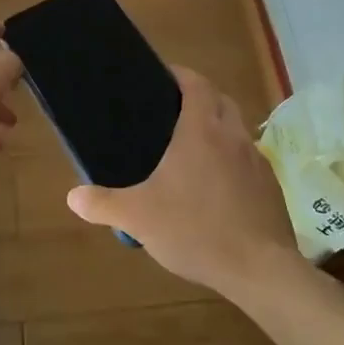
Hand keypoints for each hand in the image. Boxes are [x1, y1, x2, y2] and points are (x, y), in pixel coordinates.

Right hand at [65, 67, 304, 301]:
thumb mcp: (138, 218)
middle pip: (220, 100)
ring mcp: (257, 160)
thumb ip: (103, 204)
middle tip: (171, 113)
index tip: (162, 77)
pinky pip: (248, 160)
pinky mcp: (270, 186)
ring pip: (236, 130)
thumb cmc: (196, 230)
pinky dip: (232, 160)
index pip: (196, 83)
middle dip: (199, 98)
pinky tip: (216, 188)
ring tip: (191, 151)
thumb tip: (73, 197)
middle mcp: (233, 136)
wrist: (259, 269)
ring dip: (218, 129)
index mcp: (202, 130)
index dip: (180, 74)